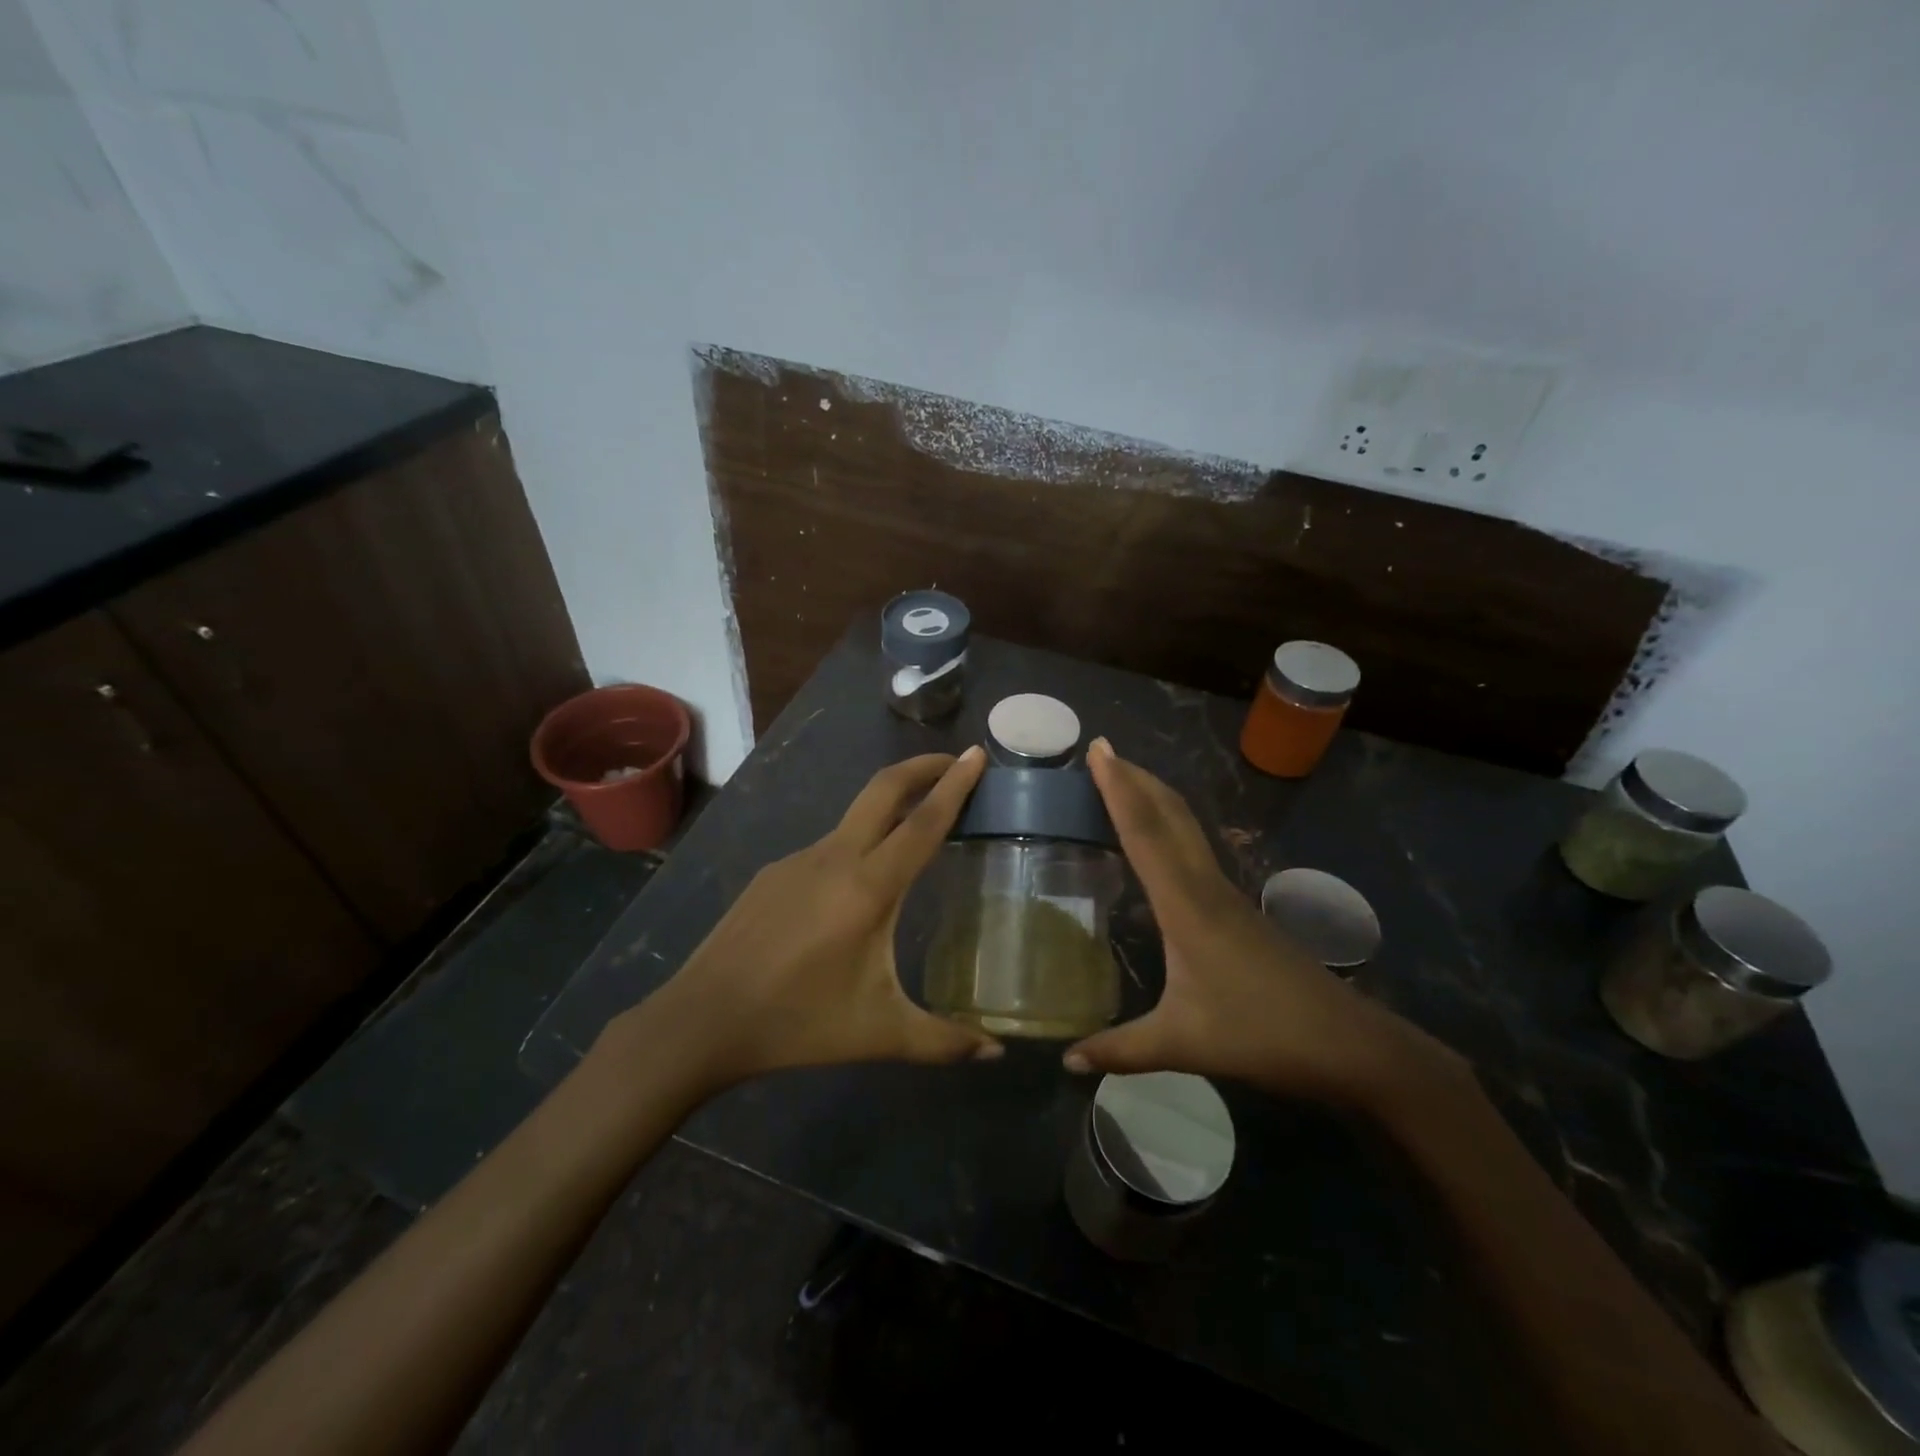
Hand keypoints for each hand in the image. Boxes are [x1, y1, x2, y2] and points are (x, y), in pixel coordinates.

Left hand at [626, 748, 999, 1088]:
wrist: (702, 1020)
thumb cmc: (798, 1023)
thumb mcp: (879, 1033)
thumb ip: (943, 1041)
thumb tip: (996, 1053)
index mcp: (867, 887)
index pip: (923, 822)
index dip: (954, 785)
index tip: (976, 752)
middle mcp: (835, 858)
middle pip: (883, 790)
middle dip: (921, 767)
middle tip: (954, 760)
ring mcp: (798, 860)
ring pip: (855, 818)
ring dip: (890, 808)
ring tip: (915, 830)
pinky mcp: (774, 872)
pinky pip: (828, 847)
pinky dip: (858, 845)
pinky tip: (856, 888)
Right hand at [1063, 739, 1466, 1110]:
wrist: (1351, 1046)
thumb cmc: (1262, 1035)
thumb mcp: (1182, 1044)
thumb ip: (1119, 1050)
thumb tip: (1065, 1061)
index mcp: (1186, 905)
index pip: (1144, 832)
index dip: (1118, 789)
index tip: (1098, 749)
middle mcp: (1206, 887)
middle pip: (1169, 815)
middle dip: (1136, 778)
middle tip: (1104, 751)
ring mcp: (1228, 897)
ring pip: (1186, 829)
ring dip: (1154, 799)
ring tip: (1125, 783)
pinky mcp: (1239, 911)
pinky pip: (1194, 853)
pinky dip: (1169, 830)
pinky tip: (1159, 849)